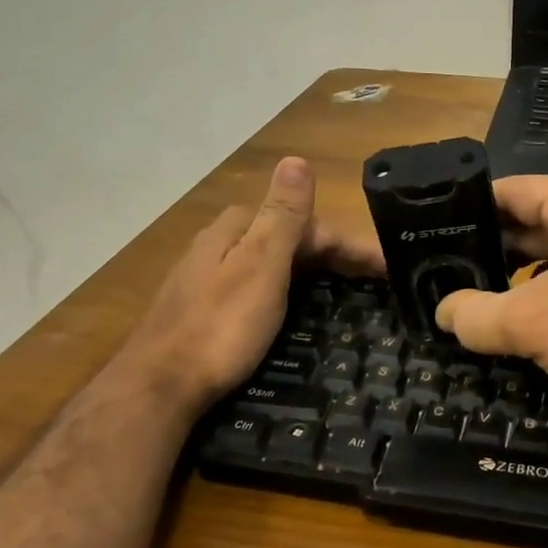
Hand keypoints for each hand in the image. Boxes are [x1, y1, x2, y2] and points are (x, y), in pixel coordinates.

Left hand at [118, 157, 381, 416]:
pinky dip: (289, 293)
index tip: (389, 269)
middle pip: (290, 240)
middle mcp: (222, 244)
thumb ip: (282, 214)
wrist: (158, 390)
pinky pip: (260, 288)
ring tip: (348, 296)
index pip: (308, 224)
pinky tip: (297, 312)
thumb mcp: (261, 265)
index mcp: (238, 228)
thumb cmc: (220, 327)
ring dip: (314, 273)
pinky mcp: (205, 309)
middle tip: (375, 285)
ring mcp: (209, 277)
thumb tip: (297, 158)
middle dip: (335, 256)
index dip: (351, 244)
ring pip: (274, 264)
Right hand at [433, 173, 547, 444]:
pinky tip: (544, 317)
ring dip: (530, 271)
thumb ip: (476, 315)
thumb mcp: (532, 325)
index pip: (511, 191)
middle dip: (499, 248)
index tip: (438, 238)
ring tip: (491, 299)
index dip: (471, 213)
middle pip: (539, 217)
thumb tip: (445, 312)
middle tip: (455, 275)